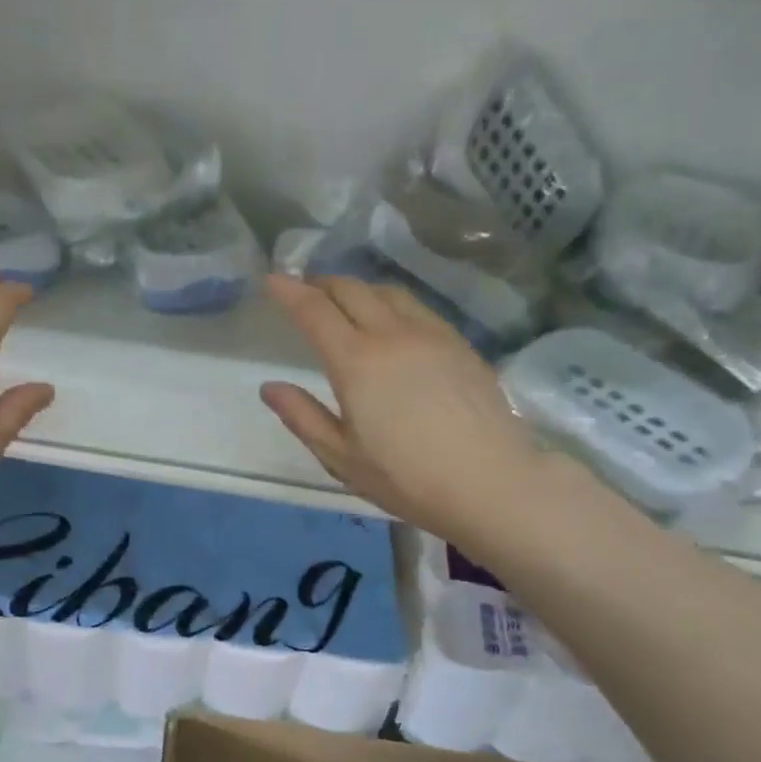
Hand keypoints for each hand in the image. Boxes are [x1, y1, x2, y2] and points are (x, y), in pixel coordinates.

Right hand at [260, 274, 567, 547]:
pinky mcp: (460, 344)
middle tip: (304, 290)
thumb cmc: (406, 477)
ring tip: (344, 301)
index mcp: (356, 362)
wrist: (491, 482)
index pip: (314, 311)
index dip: (289, 291)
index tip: (271, 279)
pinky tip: (391, 321)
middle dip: (321, 284)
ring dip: (358, 288)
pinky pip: (417, 306)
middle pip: (352, 290)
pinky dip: (390, 302)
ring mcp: (432, 334)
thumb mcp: (341, 457)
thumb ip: (302, 417)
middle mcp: (393, 335)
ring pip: (388, 292)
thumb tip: (269, 387)